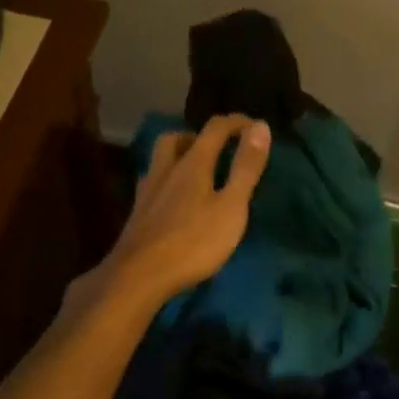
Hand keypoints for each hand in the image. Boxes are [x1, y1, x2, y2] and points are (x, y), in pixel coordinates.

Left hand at [98, 114, 271, 307]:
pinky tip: (175, 201)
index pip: (215, 129)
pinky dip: (168, 181)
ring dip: (178, 156)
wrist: (139, 276)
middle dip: (198, 136)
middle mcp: (166, 169)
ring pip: (160, 160)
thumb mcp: (231, 206)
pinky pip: (153, 184)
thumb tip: (260, 126)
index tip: (255, 126)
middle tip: (217, 148)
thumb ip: (245, 167)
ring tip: (196, 172)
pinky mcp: (137, 214)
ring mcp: (147, 192)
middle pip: (176, 139)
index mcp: (192, 163)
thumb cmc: (193, 242)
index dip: (236, 122)